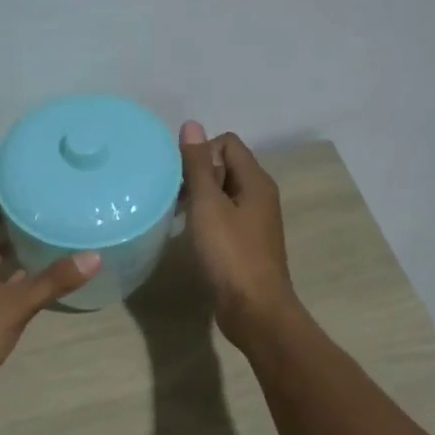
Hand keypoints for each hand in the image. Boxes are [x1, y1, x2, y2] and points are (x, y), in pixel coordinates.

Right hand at [179, 122, 296, 348]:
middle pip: (225, 166)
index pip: (227, 143)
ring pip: (223, 193)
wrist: (254, 308)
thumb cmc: (230, 253)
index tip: (180, 178)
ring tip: (178, 215)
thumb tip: (191, 125)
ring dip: (200, 197)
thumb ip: (197, 166)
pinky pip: (224, 216)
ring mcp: (255, 220)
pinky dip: (206, 218)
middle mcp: (260, 195)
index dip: (200, 152)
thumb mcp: (208, 205)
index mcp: (256, 181)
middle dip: (197, 174)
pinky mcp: (247, 242)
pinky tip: (191, 234)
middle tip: (174, 197)